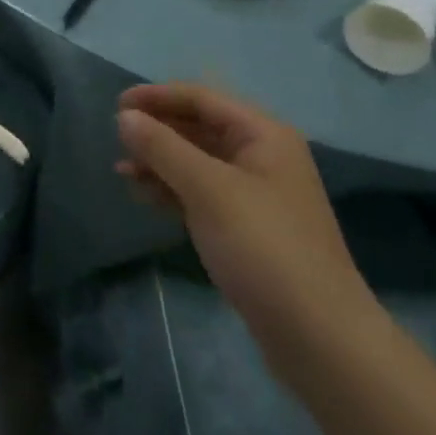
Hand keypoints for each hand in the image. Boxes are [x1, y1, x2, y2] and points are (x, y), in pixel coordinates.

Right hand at [116, 84, 380, 381]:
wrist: (319, 338)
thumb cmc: (263, 247)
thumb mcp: (208, 190)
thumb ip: (163, 148)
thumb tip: (125, 117)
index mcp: (263, 135)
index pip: (202, 99)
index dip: (157, 97)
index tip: (116, 106)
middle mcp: (261, 156)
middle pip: (200, 127)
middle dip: (157, 130)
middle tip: (116, 139)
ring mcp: (255, 194)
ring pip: (197, 162)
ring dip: (160, 161)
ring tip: (122, 170)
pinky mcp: (246, 228)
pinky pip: (201, 193)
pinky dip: (172, 190)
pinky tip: (143, 195)